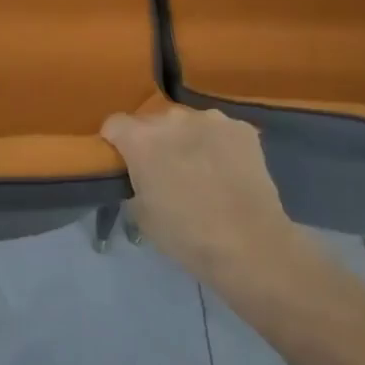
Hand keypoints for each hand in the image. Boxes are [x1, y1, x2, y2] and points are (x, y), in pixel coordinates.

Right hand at [101, 107, 309, 291]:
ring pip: (188, 124)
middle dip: (154, 141)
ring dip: (187, 140)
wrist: (250, 246)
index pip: (114, 124)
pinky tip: (228, 171)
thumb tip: (142, 175)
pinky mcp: (241, 128)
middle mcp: (172, 118)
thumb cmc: (186, 235)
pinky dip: (218, 145)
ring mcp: (210, 119)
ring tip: (202, 170)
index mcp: (141, 138)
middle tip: (166, 172)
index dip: (116, 143)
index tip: (125, 163)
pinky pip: (219, 131)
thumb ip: (135, 181)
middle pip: (152, 122)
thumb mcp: (141, 213)